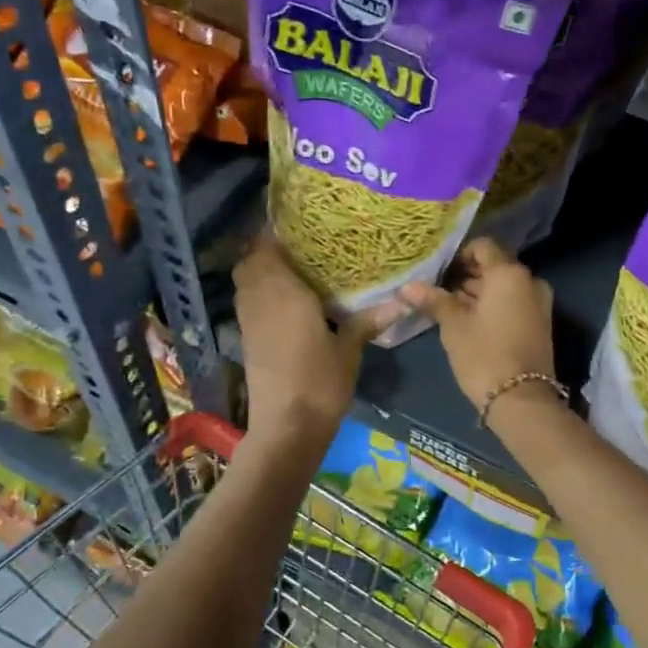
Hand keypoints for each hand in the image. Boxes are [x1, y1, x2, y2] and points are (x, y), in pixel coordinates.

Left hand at [233, 234, 403, 445]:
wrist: (286, 426)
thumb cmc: (320, 383)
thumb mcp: (349, 349)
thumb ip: (368, 321)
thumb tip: (402, 301)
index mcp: (284, 292)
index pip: (268, 245)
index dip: (277, 229)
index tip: (300, 222)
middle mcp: (260, 298)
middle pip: (250, 259)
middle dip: (267, 247)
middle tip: (300, 244)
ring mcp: (249, 319)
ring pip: (245, 279)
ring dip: (261, 268)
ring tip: (293, 266)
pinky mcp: (247, 338)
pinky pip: (248, 299)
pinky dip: (259, 290)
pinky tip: (285, 299)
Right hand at [400, 239, 555, 421]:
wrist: (521, 400)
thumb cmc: (484, 354)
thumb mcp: (453, 325)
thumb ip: (433, 300)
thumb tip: (406, 286)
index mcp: (509, 273)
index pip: (483, 247)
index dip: (458, 255)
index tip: (438, 273)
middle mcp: (529, 281)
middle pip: (494, 267)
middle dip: (466, 276)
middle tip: (437, 291)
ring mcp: (538, 303)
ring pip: (503, 287)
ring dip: (478, 293)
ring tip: (447, 307)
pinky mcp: (539, 324)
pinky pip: (512, 303)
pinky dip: (492, 306)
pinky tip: (468, 322)